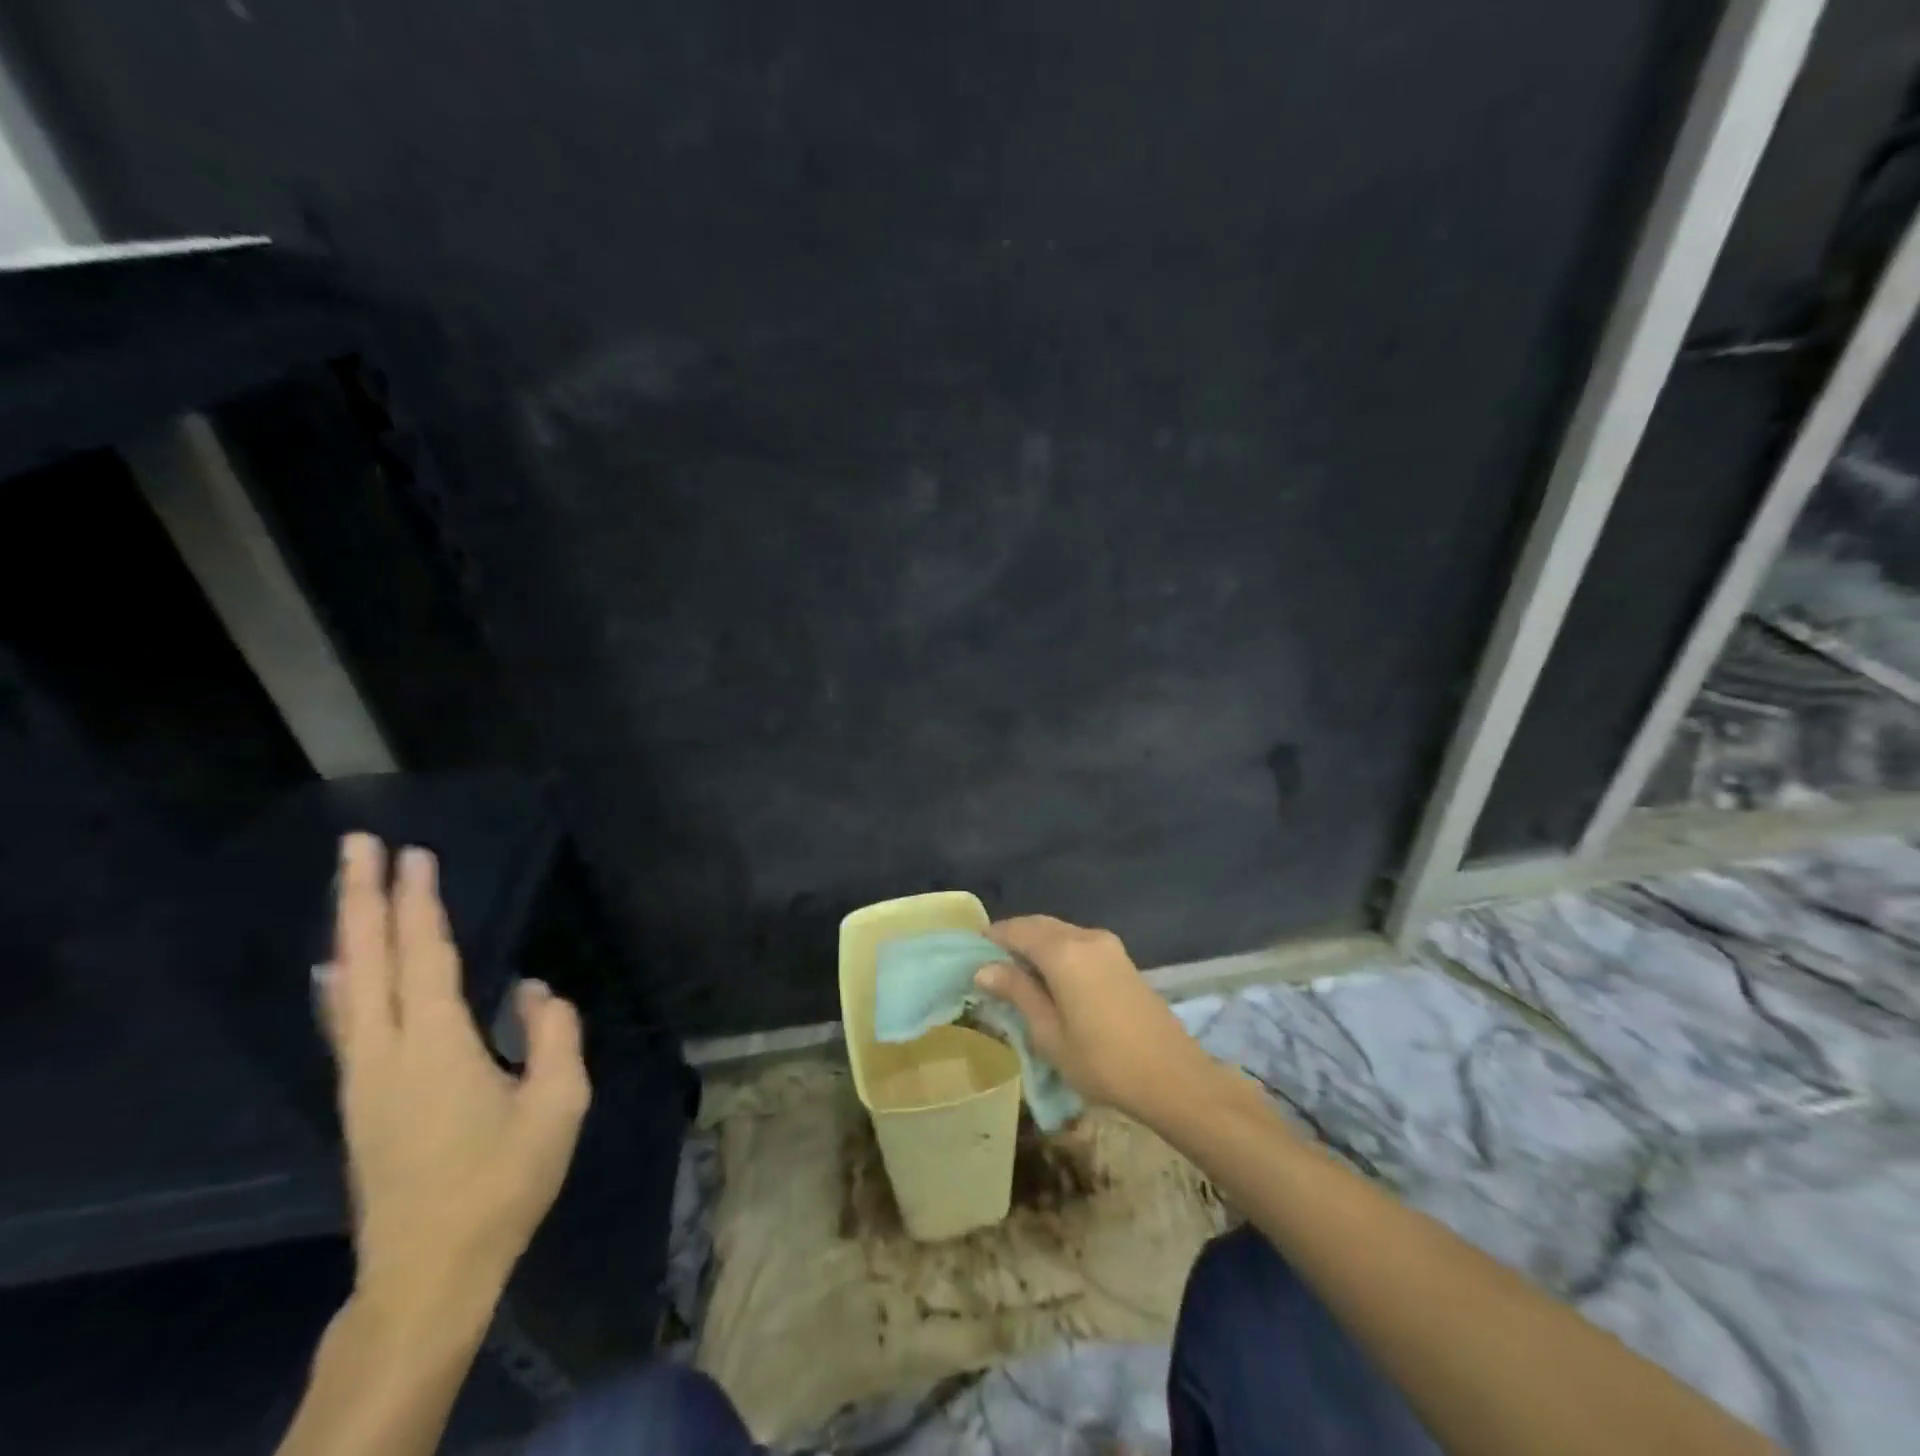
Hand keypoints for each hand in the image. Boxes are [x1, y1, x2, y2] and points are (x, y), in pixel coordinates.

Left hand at [319, 834, 590, 1313]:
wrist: (428, 1270)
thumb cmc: (504, 1182)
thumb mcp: (558, 1105)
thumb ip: (554, 1037)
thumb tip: (534, 991)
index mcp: (437, 1048)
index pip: (425, 957)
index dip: (419, 902)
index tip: (415, 853)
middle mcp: (386, 1053)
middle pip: (365, 960)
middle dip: (362, 897)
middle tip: (358, 843)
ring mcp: (362, 1079)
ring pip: (347, 988)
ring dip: (350, 930)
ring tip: (350, 888)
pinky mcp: (359, 1100)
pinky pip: (345, 1020)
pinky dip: (342, 978)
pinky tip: (340, 968)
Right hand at [974, 915, 1215, 1121]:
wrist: (1173, 1077)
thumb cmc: (1102, 1061)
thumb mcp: (1049, 1033)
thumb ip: (1018, 993)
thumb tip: (985, 968)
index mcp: (1063, 951)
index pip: (1017, 930)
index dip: (992, 937)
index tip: (971, 952)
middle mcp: (1086, 937)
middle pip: (1040, 926)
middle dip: (1013, 939)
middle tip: (990, 964)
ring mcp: (1108, 946)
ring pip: (1061, 933)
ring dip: (1037, 945)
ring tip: (1016, 974)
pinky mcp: (1123, 960)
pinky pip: (1079, 944)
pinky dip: (1058, 952)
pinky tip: (1051, 979)